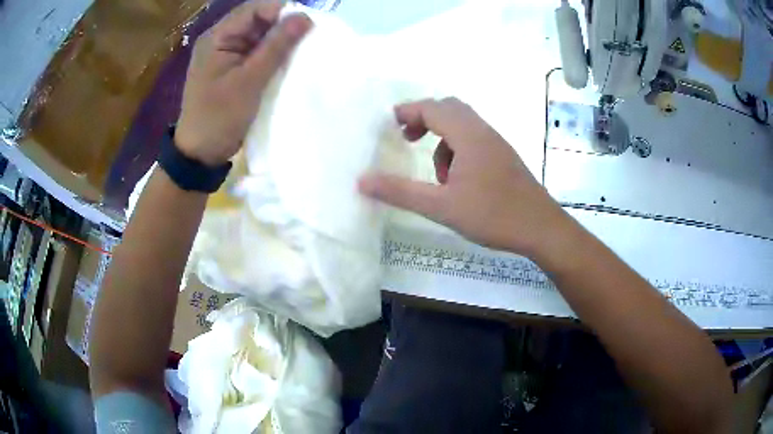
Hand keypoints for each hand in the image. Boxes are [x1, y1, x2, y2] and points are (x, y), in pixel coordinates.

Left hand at [175, 1, 311, 166]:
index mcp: (218, 37)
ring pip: (260, 35)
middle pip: (258, 19)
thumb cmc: (219, 117)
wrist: (200, 153)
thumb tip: (305, 17)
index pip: (255, 8)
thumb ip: (276, 47)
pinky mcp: (233, 67)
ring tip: (300, 51)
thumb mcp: (249, 81)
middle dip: (283, 26)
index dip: (282, 11)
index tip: (306, 26)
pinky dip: (273, 54)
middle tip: (307, 40)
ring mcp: (227, 53)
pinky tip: (287, 62)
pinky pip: (257, 51)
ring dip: (280, 41)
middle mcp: (221, 39)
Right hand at [359, 98, 573, 256]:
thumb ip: (400, 191)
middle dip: (424, 119)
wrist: (541, 228)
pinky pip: (475, 139)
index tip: (388, 124)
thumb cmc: (493, 215)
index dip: (407, 111)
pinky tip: (458, 182)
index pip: (432, 108)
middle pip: (449, 109)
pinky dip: (458, 149)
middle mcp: (483, 131)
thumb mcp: (441, 206)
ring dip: (442, 139)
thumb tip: (361, 180)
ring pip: (463, 125)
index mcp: (468, 135)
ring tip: (436, 174)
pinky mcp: (504, 157)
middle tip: (407, 139)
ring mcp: (497, 143)